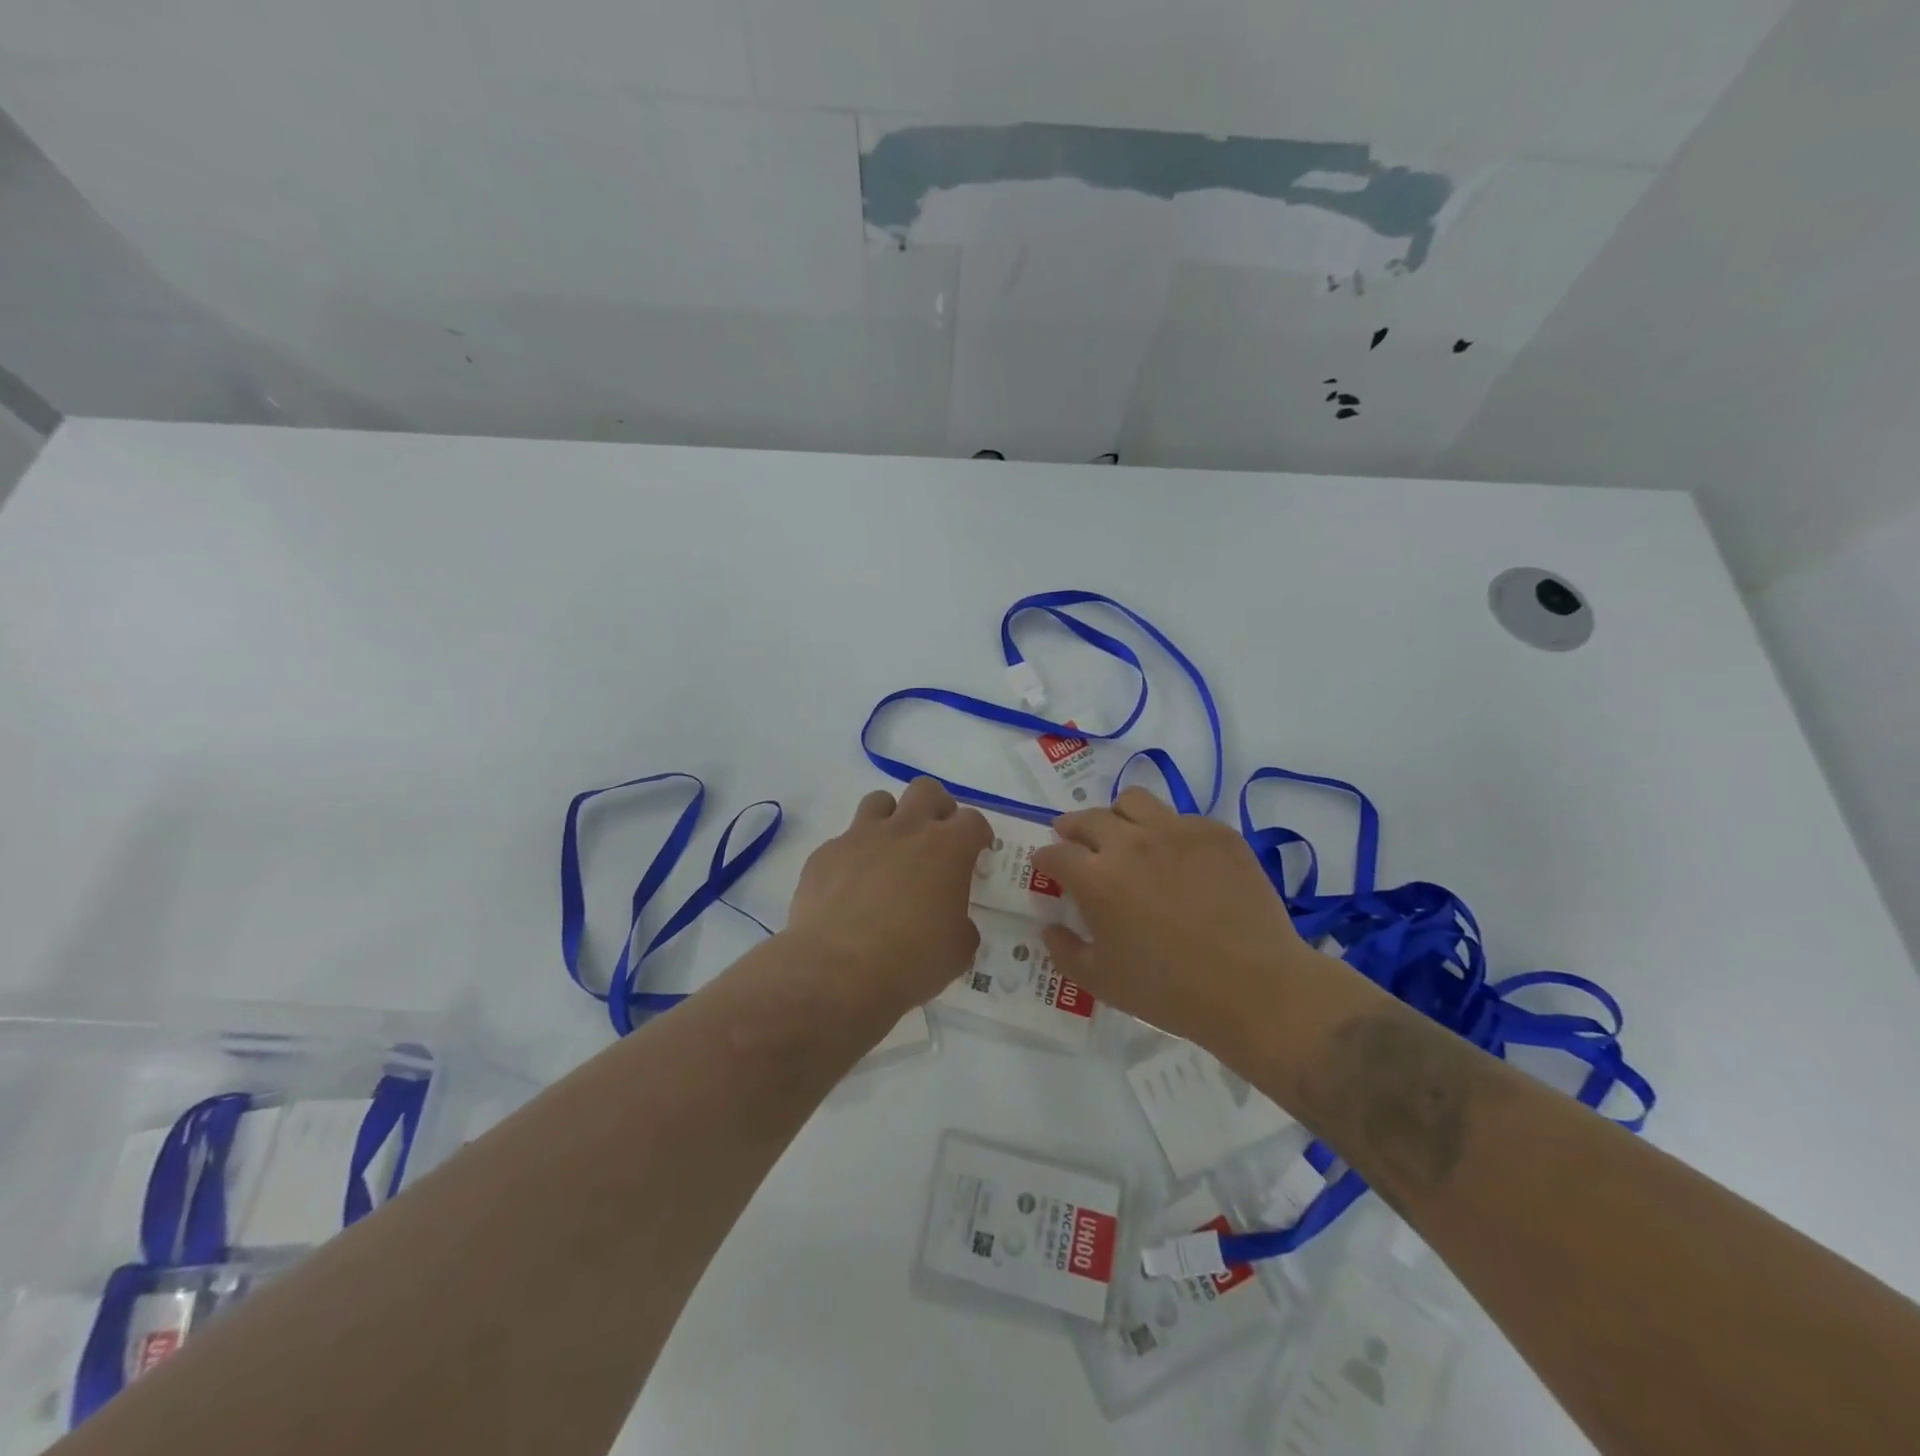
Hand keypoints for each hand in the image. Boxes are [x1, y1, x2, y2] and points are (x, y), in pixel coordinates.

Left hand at [783, 778, 991, 1012]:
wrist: (836, 971)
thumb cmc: (910, 961)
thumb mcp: (958, 950)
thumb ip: (961, 924)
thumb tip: (951, 920)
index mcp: (946, 849)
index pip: (972, 820)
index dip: (978, 833)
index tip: (977, 851)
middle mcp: (905, 830)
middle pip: (926, 790)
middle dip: (936, 807)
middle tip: (936, 838)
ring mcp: (860, 837)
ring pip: (880, 801)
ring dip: (891, 819)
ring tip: (891, 851)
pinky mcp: (826, 853)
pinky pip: (844, 840)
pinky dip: (854, 855)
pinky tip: (851, 887)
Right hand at [1032, 788, 1317, 1046]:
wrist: (1255, 989)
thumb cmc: (1170, 992)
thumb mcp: (1102, 983)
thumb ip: (1065, 951)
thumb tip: (1049, 928)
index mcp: (1096, 878)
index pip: (1056, 853)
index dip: (1045, 858)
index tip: (1046, 866)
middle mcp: (1130, 843)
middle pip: (1089, 818)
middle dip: (1073, 828)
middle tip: (1076, 842)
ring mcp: (1176, 831)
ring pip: (1133, 800)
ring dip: (1118, 816)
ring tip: (1125, 835)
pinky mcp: (1216, 833)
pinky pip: (1180, 817)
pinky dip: (1168, 832)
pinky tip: (1178, 859)